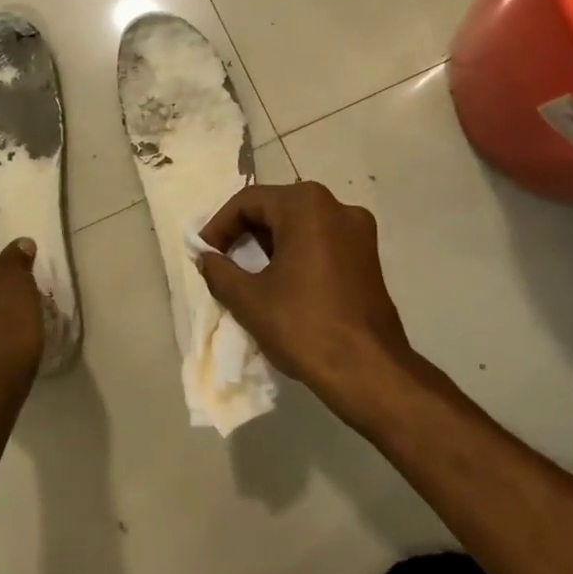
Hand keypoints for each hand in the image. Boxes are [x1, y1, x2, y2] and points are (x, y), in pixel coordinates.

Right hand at [195, 182, 413, 424]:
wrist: (369, 371)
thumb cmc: (303, 326)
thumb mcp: (248, 299)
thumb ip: (219, 271)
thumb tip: (207, 258)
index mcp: (306, 206)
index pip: (248, 202)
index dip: (219, 226)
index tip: (203, 253)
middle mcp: (337, 207)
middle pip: (276, 209)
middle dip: (244, 234)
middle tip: (222, 263)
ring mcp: (358, 232)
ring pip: (300, 226)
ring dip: (269, 246)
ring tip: (247, 277)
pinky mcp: (368, 257)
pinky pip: (321, 243)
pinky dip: (295, 255)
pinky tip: (281, 285)